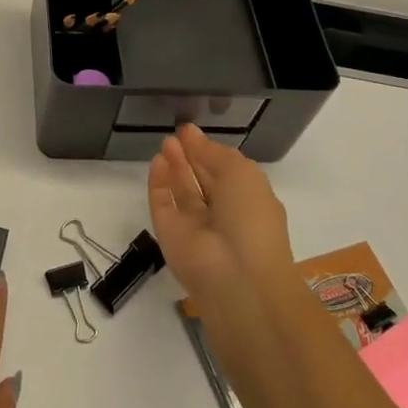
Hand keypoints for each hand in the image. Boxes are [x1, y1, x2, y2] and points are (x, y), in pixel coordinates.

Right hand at [148, 124, 297, 304]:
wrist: (236, 276)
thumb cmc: (250, 219)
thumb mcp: (241, 174)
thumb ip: (215, 153)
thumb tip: (194, 137)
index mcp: (248, 202)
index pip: (226, 172)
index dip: (210, 151)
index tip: (191, 131)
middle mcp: (222, 215)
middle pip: (203, 181)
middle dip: (191, 156)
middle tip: (176, 134)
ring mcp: (194, 226)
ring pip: (182, 192)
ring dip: (175, 166)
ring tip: (166, 142)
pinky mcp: (170, 235)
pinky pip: (162, 204)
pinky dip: (158, 184)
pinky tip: (157, 161)